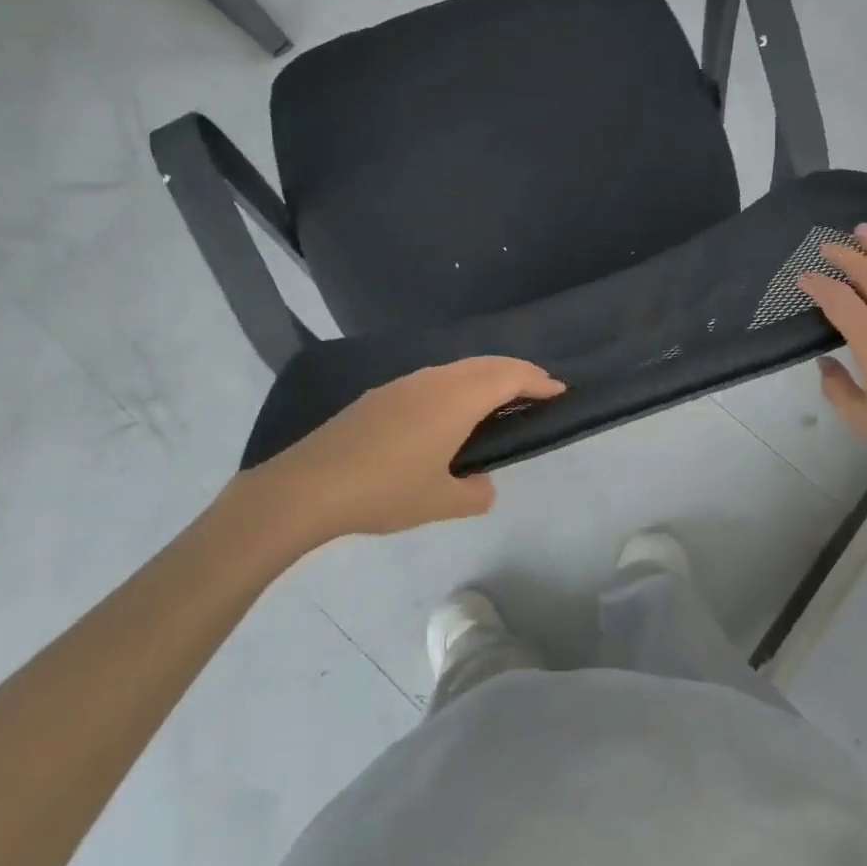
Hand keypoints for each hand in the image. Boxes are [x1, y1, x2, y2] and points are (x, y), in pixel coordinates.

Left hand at [235, 357, 564, 549]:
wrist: (307, 486)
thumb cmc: (384, 491)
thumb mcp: (440, 501)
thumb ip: (474, 492)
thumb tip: (481, 483)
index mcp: (456, 399)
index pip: (509, 377)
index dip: (538, 381)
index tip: (559, 390)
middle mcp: (434, 380)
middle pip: (486, 364)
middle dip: (517, 373)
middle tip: (538, 391)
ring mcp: (404, 383)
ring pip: (458, 368)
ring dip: (485, 377)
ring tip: (499, 400)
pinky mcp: (381, 395)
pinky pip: (434, 379)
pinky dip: (458, 386)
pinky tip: (449, 412)